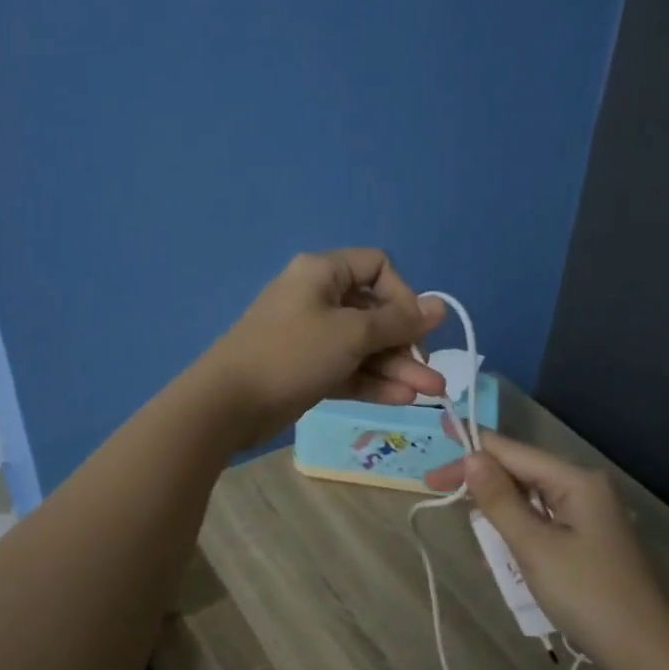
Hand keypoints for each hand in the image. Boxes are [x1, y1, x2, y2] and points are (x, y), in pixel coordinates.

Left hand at [199, 249, 446, 445]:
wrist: (228, 402)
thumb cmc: (292, 353)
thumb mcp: (352, 334)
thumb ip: (398, 322)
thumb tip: (439, 306)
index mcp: (323, 273)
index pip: (376, 267)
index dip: (403, 294)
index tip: (415, 327)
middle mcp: (318, 298)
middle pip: (374, 313)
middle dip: (406, 344)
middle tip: (434, 377)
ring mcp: (311, 336)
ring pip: (363, 346)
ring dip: (397, 368)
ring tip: (430, 395)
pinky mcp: (306, 368)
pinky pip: (347, 368)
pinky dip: (373, 381)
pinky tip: (402, 400)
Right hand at [425, 431, 668, 669]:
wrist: (644, 652)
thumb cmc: (586, 594)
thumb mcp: (533, 546)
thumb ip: (499, 500)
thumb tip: (471, 456)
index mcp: (575, 481)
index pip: (512, 452)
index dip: (471, 449)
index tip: (435, 444)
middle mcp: (583, 488)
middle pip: (519, 473)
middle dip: (480, 484)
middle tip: (434, 489)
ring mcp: (587, 514)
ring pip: (527, 500)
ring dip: (498, 515)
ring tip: (473, 535)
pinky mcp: (586, 539)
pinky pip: (541, 523)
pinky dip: (517, 534)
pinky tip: (500, 556)